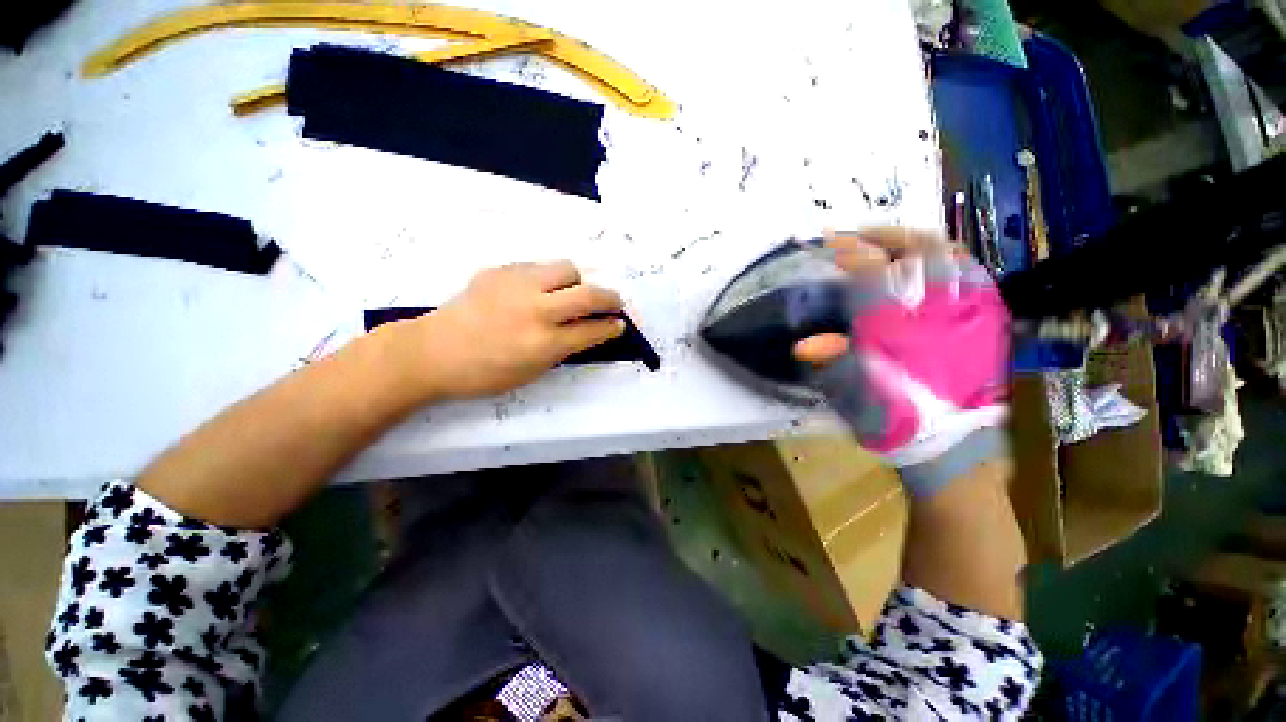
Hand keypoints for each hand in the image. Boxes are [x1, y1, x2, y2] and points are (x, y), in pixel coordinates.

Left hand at [399, 262, 626, 399]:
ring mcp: (517, 284)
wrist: (433, 351)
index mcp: (544, 343)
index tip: (620, 324)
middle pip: (588, 293)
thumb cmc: (485, 373)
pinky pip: (538, 267)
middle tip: (614, 303)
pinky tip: (536, 291)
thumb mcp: (533, 370)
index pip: (592, 329)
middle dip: (610, 298)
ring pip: (566, 269)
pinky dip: (548, 279)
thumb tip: (588, 330)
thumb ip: (564, 348)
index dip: (612, 326)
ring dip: (577, 282)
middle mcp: (536, 310)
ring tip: (571, 293)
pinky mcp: (500, 269)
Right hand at [793, 227, 1010, 497]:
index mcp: (903, 328)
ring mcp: (971, 312)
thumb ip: (833, 360)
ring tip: (891, 240)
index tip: (832, 242)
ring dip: (916, 240)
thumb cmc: (896, 416)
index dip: (852, 253)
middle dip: (886, 234)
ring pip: (952, 255)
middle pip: (921, 250)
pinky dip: (947, 257)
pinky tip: (928, 261)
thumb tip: (803, 345)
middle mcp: (940, 311)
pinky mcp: (989, 320)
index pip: (876, 274)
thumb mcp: (855, 391)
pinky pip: (972, 272)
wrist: (950, 445)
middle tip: (860, 233)